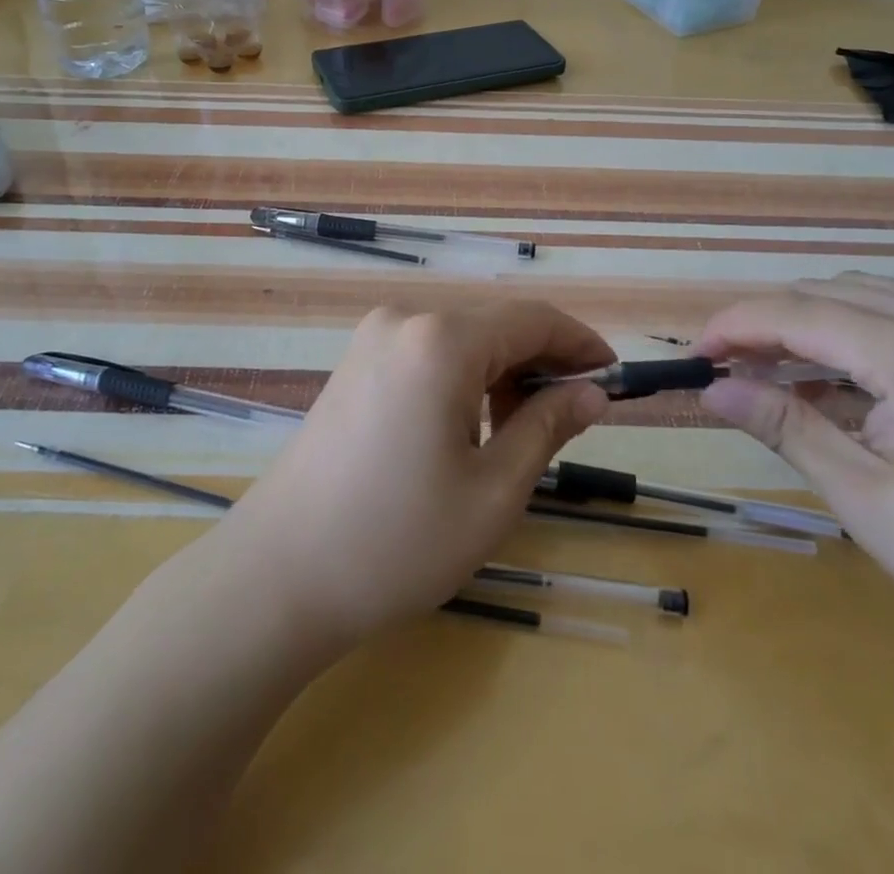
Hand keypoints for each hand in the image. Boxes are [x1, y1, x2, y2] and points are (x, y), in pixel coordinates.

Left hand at [225, 302, 612, 649]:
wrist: (280, 573)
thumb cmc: (398, 540)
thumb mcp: (493, 491)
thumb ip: (547, 427)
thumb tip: (592, 393)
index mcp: (442, 341)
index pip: (532, 319)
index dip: (579, 344)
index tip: (613, 377)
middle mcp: (405, 320)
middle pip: (494, 324)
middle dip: (540, 362)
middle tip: (574, 416)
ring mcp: (371, 339)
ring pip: (460, 339)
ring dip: (500, 372)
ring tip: (518, 432)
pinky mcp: (354, 363)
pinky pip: (426, 353)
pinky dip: (461, 377)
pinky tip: (466, 426)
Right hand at [698, 273, 893, 666]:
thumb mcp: (863, 494)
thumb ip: (783, 426)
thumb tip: (711, 389)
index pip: (798, 312)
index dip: (735, 325)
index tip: (695, 355)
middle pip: (826, 292)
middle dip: (766, 322)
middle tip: (726, 367)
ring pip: (862, 294)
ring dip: (807, 322)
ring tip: (772, 369)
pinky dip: (852, 331)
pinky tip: (837, 377)